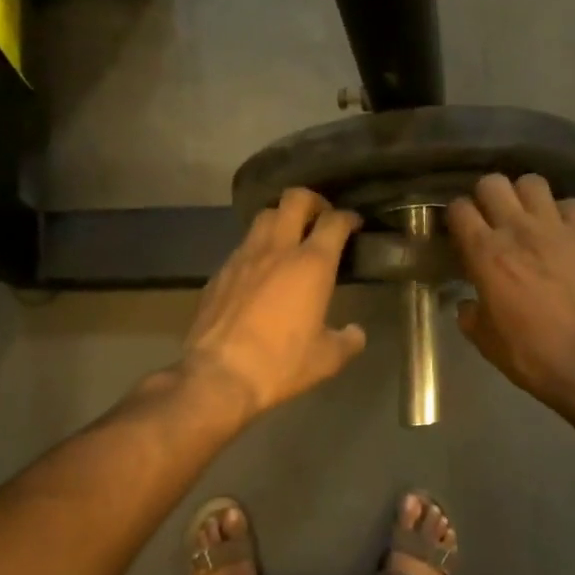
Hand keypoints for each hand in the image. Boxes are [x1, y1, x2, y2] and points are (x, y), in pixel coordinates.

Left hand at [180, 188, 366, 421]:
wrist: (219, 375)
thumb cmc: (281, 363)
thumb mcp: (326, 359)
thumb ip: (348, 341)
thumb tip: (356, 333)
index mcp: (311, 264)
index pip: (334, 221)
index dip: (348, 217)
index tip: (354, 224)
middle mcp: (277, 249)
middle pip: (294, 199)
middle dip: (312, 201)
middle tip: (321, 218)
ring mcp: (243, 257)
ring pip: (264, 217)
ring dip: (281, 219)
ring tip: (290, 238)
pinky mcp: (220, 272)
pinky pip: (243, 246)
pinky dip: (258, 248)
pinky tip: (260, 270)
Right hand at [447, 174, 574, 413]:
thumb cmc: (532, 356)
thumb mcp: (486, 342)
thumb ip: (471, 314)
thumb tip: (469, 303)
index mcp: (486, 254)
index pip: (460, 209)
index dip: (456, 216)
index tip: (459, 230)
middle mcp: (519, 230)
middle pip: (493, 183)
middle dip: (486, 197)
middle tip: (490, 219)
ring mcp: (557, 228)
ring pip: (532, 183)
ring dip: (523, 196)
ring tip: (526, 216)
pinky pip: (570, 204)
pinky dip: (561, 213)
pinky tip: (560, 232)